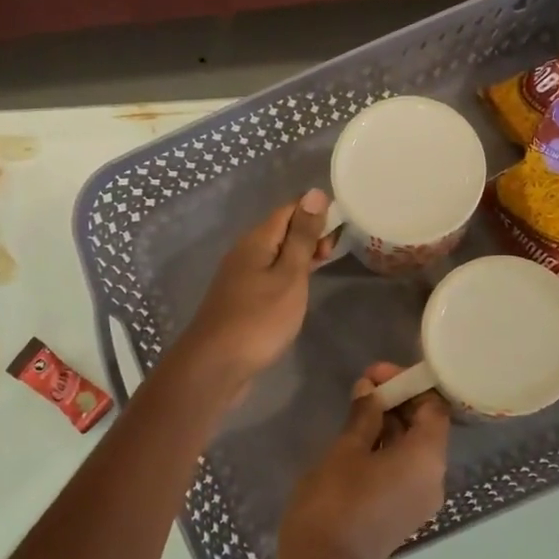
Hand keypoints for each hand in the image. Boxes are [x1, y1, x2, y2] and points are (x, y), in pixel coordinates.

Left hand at [171, 188, 332, 400]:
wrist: (215, 365)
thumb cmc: (259, 319)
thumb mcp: (289, 276)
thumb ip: (302, 237)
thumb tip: (314, 193)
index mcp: (256, 241)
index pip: (289, 209)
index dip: (315, 210)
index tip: (343, 224)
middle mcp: (244, 252)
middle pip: (280, 230)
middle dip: (309, 233)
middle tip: (335, 252)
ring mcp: (239, 277)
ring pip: (274, 254)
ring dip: (300, 255)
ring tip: (324, 266)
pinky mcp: (240, 299)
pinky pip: (268, 274)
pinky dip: (288, 274)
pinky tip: (299, 289)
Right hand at [273, 363, 450, 558]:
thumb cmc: (334, 501)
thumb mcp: (345, 450)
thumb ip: (363, 415)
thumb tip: (370, 389)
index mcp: (427, 458)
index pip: (434, 407)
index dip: (408, 385)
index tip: (377, 375)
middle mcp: (434, 479)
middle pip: (426, 428)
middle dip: (398, 403)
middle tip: (364, 388)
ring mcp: (420, 501)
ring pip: (414, 451)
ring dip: (390, 427)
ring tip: (357, 411)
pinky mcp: (403, 515)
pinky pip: (404, 472)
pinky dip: (387, 452)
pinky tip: (358, 442)